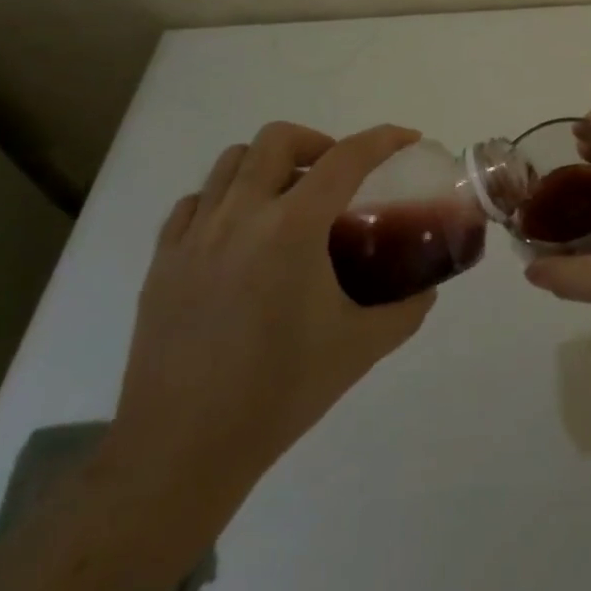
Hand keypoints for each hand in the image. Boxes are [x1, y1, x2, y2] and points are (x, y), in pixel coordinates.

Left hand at [108, 122, 431, 508]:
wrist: (182, 451)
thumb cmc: (280, 392)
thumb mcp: (361, 347)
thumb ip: (406, 310)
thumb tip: (427, 289)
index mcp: (292, 228)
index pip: (346, 158)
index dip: (383, 139)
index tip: (408, 139)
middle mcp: (240, 216)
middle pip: (277, 139)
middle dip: (318, 143)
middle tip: (338, 177)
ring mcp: (194, 237)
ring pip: (231, 162)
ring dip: (270, 165)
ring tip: (290, 200)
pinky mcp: (162, 262)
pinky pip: (194, 202)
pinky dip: (225, 198)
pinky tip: (241, 233)